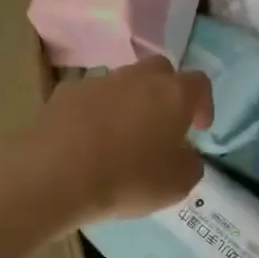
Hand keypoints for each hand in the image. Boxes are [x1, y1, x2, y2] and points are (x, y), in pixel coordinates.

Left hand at [24, 57, 213, 224]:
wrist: (55, 173)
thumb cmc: (127, 179)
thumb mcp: (176, 185)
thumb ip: (190, 165)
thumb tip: (184, 154)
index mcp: (172, 94)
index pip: (199, 84)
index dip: (203, 104)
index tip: (199, 128)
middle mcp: (137, 77)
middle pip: (159, 72)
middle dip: (166, 93)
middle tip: (162, 125)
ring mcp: (98, 81)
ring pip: (122, 83)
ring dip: (129, 102)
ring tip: (122, 137)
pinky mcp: (64, 93)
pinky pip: (90, 98)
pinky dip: (95, 113)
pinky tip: (88, 140)